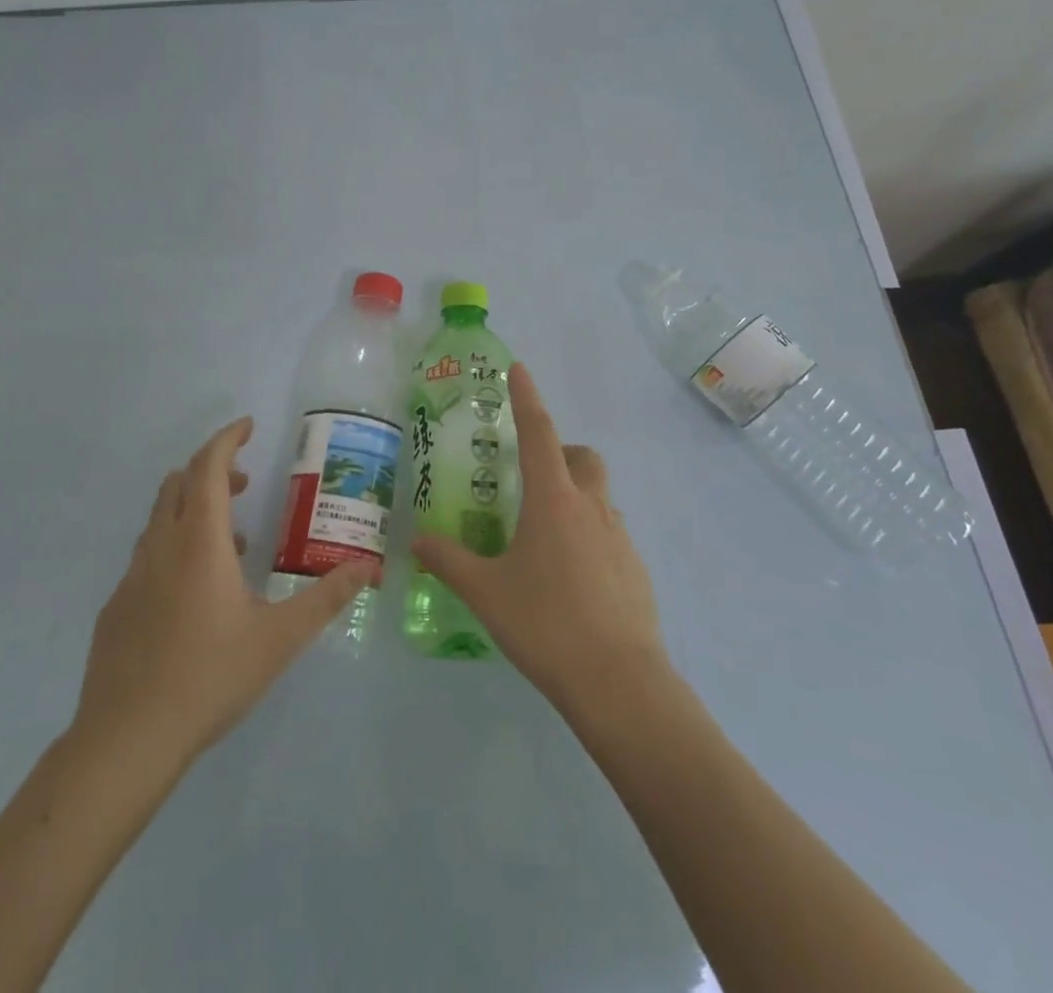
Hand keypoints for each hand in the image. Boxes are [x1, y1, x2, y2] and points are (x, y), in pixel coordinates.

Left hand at [71, 418, 374, 766]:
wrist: (125, 741)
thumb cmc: (209, 678)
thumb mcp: (280, 639)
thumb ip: (326, 598)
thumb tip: (368, 568)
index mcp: (199, 543)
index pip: (207, 467)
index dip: (227, 439)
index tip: (248, 427)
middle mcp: (160, 548)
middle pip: (178, 483)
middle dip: (212, 469)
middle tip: (245, 482)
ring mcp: (132, 577)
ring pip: (160, 518)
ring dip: (193, 509)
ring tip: (232, 541)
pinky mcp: (117, 607)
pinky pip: (148, 555)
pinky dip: (175, 546)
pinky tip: (195, 593)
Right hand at [413, 363, 666, 709]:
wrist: (619, 682)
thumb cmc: (546, 624)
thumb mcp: (486, 592)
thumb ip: (448, 561)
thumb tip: (416, 540)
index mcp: (553, 500)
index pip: (539, 432)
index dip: (527, 398)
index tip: (519, 370)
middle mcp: (591, 507)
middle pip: (582, 457)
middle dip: (560, 453)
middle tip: (531, 479)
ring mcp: (619, 537)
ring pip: (599, 496)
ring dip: (575, 497)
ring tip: (543, 537)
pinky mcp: (636, 568)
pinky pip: (610, 534)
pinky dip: (589, 536)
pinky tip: (570, 579)